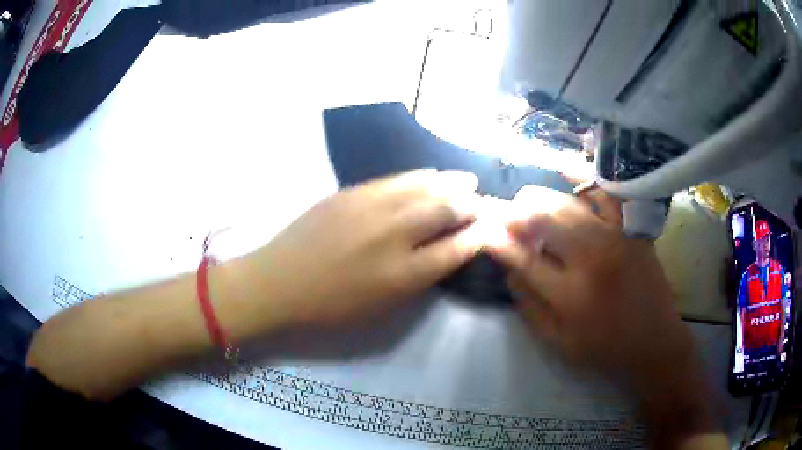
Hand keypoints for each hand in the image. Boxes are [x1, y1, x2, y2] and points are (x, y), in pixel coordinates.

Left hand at [250, 170, 486, 327]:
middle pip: (446, 209)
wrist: (279, 282)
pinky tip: (430, 175)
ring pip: (424, 186)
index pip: (457, 248)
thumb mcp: (382, 307)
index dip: (479, 236)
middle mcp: (394, 235)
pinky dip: (421, 177)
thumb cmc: (331, 306)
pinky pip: (396, 179)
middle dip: (471, 204)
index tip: (490, 229)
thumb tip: (446, 253)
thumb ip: (419, 279)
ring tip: (466, 181)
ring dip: (451, 183)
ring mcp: (371, 207)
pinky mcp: (352, 192)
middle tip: (482, 202)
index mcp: (403, 274)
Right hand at [487, 185, 716, 446]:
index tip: (485, 230)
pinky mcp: (632, 228)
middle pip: (544, 218)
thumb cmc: (604, 348)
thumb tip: (508, 267)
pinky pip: (605, 194)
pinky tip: (564, 172)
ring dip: (540, 198)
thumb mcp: (557, 341)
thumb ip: (528, 305)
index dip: (499, 240)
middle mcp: (592, 258)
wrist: (654, 341)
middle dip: (516, 212)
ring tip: (527, 202)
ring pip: (568, 203)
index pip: (523, 258)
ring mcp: (616, 237)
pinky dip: (583, 181)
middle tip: (505, 215)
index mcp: (571, 295)